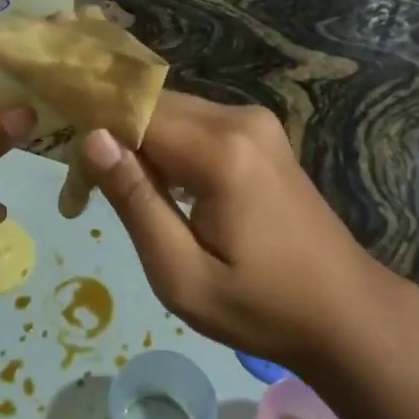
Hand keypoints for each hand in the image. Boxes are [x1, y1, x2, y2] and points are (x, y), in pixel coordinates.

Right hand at [81, 92, 384, 370]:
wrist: (346, 312)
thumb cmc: (261, 307)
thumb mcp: (181, 274)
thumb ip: (135, 201)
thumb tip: (92, 138)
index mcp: (221, 151)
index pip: (135, 112)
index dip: (95, 131)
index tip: (72, 174)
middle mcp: (239, 118)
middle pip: (153, 106)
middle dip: (115, 136)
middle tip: (89, 190)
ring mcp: (255, 121)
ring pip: (172, 111)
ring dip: (140, 141)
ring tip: (125, 195)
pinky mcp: (260, 132)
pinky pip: (197, 123)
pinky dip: (168, 145)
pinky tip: (164, 187)